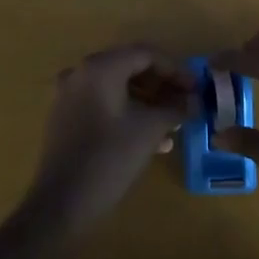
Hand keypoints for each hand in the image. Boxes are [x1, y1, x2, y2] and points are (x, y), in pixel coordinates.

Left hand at [30, 45, 192, 231]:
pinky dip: (128, 111)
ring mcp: (70, 94)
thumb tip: (194, 101)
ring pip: (117, 86)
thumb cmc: (109, 159)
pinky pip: (103, 102)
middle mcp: (81, 72)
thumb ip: (175, 109)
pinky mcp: (66, 116)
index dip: (175, 69)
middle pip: (130, 66)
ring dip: (147, 100)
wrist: (61, 204)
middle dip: (161, 85)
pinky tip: (151, 137)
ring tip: (172, 123)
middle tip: (186, 103)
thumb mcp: (149, 131)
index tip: (196, 88)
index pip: (145, 54)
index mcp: (100, 67)